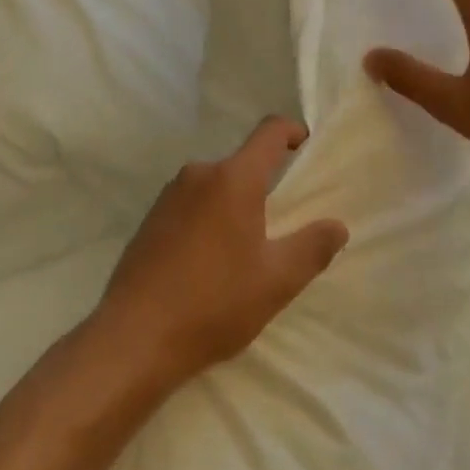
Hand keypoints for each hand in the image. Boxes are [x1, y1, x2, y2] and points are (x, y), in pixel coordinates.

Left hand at [91, 117, 348, 386]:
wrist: (133, 338)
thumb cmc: (214, 303)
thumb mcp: (277, 281)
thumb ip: (313, 248)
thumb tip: (336, 225)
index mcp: (232, 178)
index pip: (270, 132)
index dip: (294, 132)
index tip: (307, 147)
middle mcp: (198, 174)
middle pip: (242, 164)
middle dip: (265, 186)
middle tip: (281, 227)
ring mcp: (168, 196)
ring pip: (215, 187)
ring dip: (235, 207)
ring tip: (245, 253)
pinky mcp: (150, 219)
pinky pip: (191, 205)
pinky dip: (209, 220)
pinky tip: (209, 265)